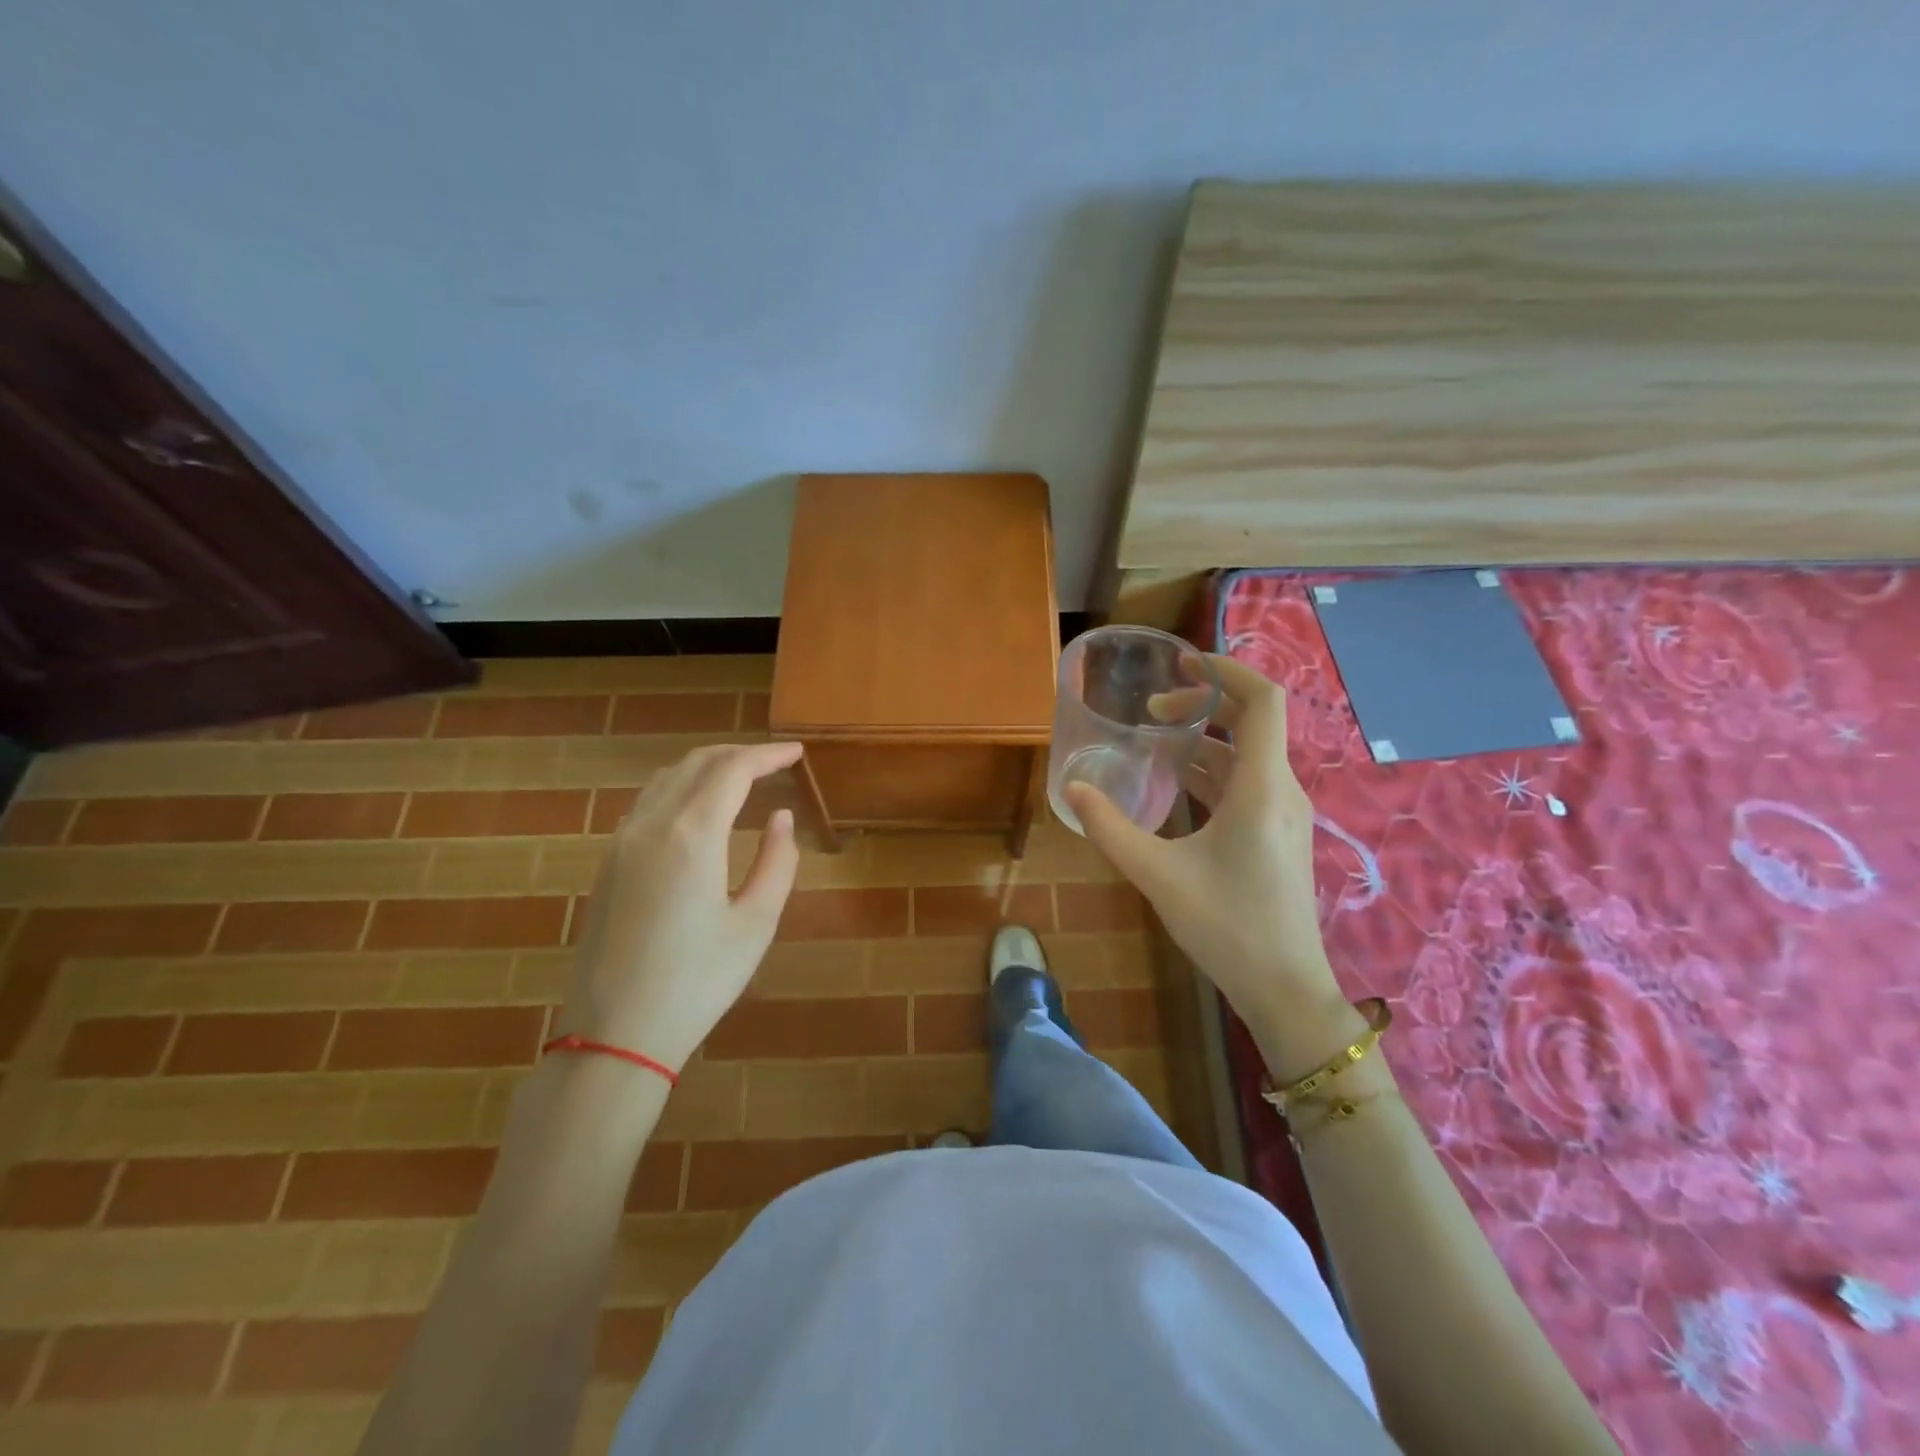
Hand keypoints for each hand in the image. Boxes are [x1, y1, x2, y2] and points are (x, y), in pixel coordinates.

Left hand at [556, 742, 804, 1071]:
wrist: (614, 1034)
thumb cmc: (698, 982)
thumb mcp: (756, 924)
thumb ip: (777, 862)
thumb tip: (781, 817)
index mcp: (692, 835)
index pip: (733, 770)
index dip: (767, 755)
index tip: (796, 753)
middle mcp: (651, 825)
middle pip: (697, 764)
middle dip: (739, 754)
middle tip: (774, 762)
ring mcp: (621, 842)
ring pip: (666, 779)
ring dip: (707, 767)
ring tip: (741, 777)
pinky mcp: (607, 863)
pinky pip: (647, 803)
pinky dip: (680, 788)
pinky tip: (698, 809)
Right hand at [1063, 655, 1340, 1035]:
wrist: (1284, 988)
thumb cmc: (1226, 926)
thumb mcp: (1157, 875)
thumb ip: (1110, 828)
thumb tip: (1072, 789)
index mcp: (1262, 788)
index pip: (1262, 701)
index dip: (1225, 670)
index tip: (1181, 666)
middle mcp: (1281, 791)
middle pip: (1252, 722)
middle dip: (1202, 706)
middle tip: (1151, 714)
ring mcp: (1284, 814)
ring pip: (1246, 755)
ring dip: (1204, 740)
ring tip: (1154, 744)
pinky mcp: (1277, 835)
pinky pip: (1246, 783)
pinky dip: (1212, 770)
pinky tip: (1174, 787)